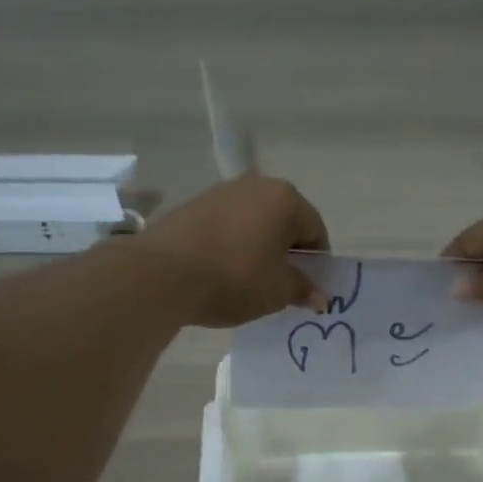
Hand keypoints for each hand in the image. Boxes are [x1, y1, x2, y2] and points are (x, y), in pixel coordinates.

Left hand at [136, 177, 329, 327]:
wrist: (163, 273)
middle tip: (281, 285)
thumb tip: (320, 297)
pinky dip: (232, 244)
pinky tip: (221, 270)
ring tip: (248, 280)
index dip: (317, 263)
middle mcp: (256, 185)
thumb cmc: (235, 278)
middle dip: (287, 252)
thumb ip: (302, 289)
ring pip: (254, 222)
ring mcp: (221, 192)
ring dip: (259, 247)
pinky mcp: (193, 205)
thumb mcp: (277, 292)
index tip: (308, 288)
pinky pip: (227, 225)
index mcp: (286, 199)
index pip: (316, 230)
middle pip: (284, 221)